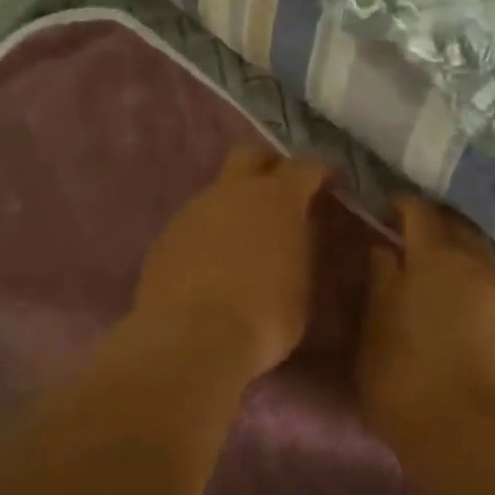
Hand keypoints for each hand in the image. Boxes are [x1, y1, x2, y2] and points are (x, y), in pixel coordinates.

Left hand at [129, 146, 331, 381]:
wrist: (191, 339)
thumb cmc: (264, 317)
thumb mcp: (302, 288)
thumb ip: (299, 251)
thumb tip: (294, 237)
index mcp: (277, 199)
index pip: (304, 167)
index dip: (319, 172)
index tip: (329, 180)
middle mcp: (233, 193)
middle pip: (250, 156)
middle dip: (268, 166)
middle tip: (281, 190)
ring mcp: (194, 211)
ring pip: (218, 192)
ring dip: (234, 206)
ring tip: (244, 240)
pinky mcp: (165, 236)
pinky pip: (195, 223)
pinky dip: (208, 234)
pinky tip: (212, 265)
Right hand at [359, 197, 494, 439]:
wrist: (467, 435)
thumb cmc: (404, 376)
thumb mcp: (374, 326)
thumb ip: (379, 279)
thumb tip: (381, 248)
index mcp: (435, 257)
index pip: (419, 211)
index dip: (400, 203)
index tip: (383, 206)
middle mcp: (475, 264)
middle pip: (456, 225)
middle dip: (433, 222)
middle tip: (407, 232)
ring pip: (477, 253)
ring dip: (455, 250)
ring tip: (431, 265)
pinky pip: (489, 280)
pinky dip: (470, 276)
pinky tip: (454, 295)